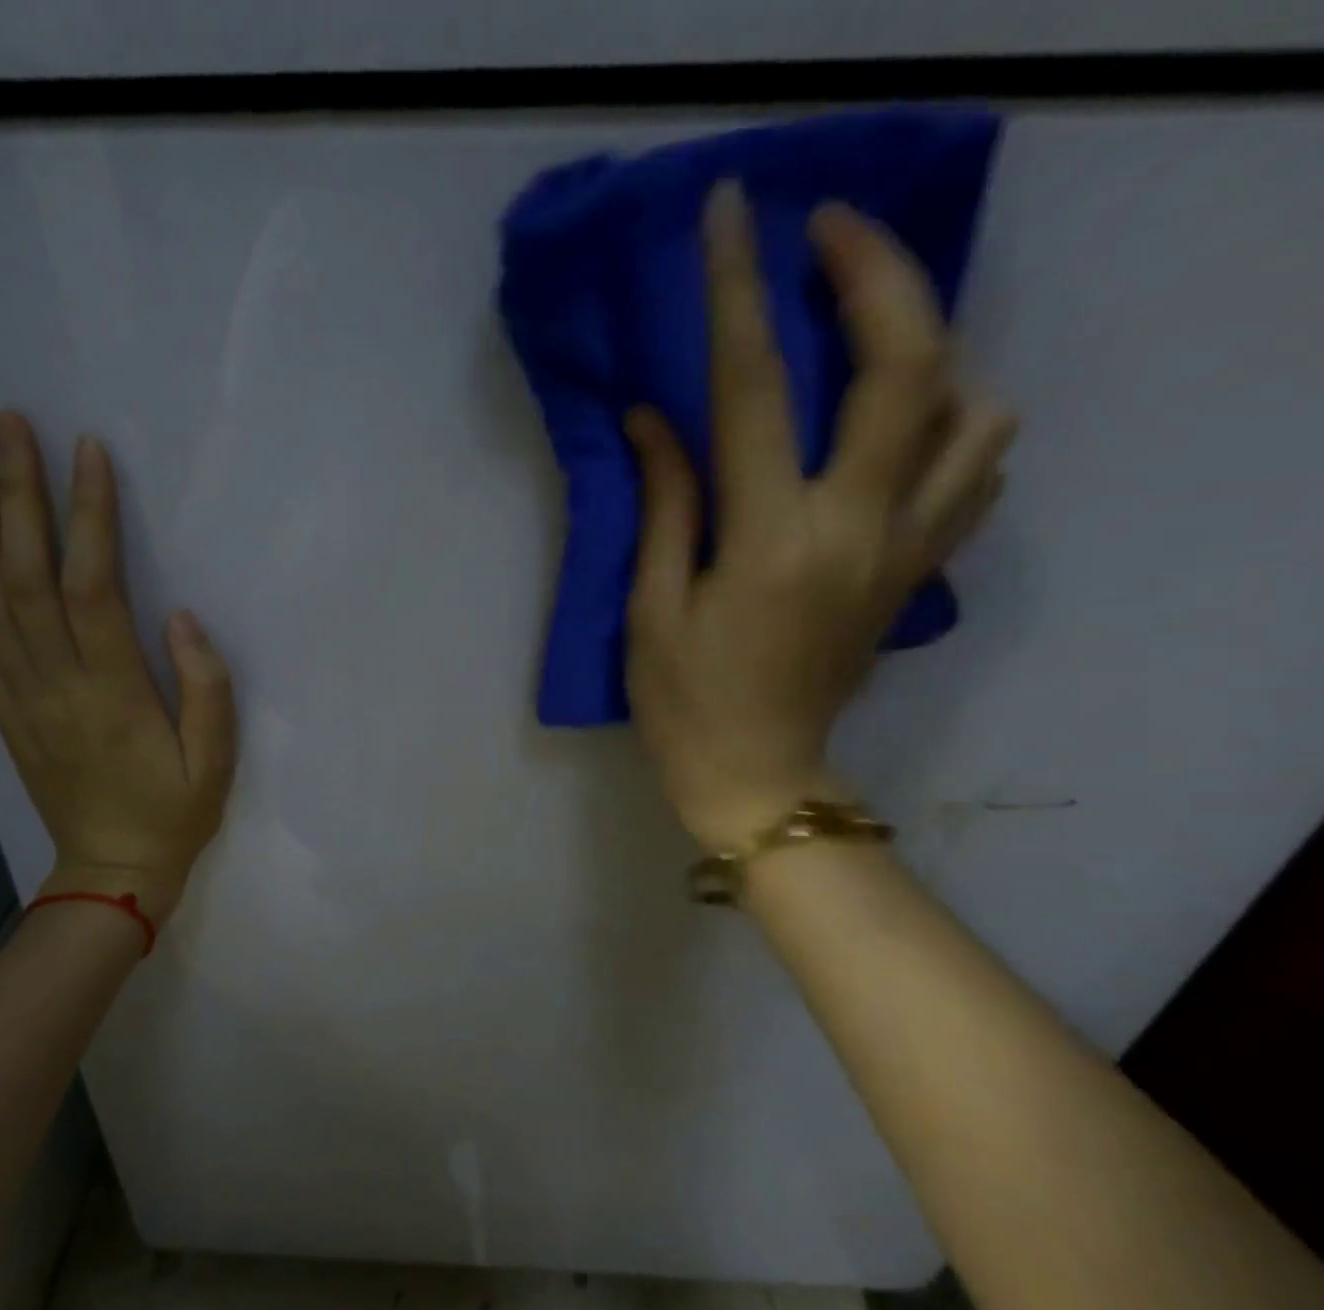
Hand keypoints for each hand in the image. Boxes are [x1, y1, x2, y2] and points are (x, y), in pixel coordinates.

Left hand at [0, 411, 235, 923]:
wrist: (111, 872)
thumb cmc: (174, 814)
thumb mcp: (216, 762)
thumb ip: (207, 689)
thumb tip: (182, 617)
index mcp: (113, 693)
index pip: (92, 588)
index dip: (87, 518)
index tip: (86, 453)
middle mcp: (55, 685)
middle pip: (25, 577)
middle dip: (15, 496)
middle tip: (7, 426)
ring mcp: (20, 697)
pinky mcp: (5, 709)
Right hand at [625, 184, 1015, 848]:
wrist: (760, 776)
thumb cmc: (685, 703)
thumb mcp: (652, 609)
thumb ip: (665, 505)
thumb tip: (656, 419)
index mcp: (770, 542)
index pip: (757, 389)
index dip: (738, 293)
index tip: (733, 214)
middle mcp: (858, 528)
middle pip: (908, 367)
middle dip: (875, 274)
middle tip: (827, 231)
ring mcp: (904, 549)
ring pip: (971, 409)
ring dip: (930, 342)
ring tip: (874, 327)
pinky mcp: (917, 570)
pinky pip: (976, 470)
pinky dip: (957, 418)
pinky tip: (910, 417)